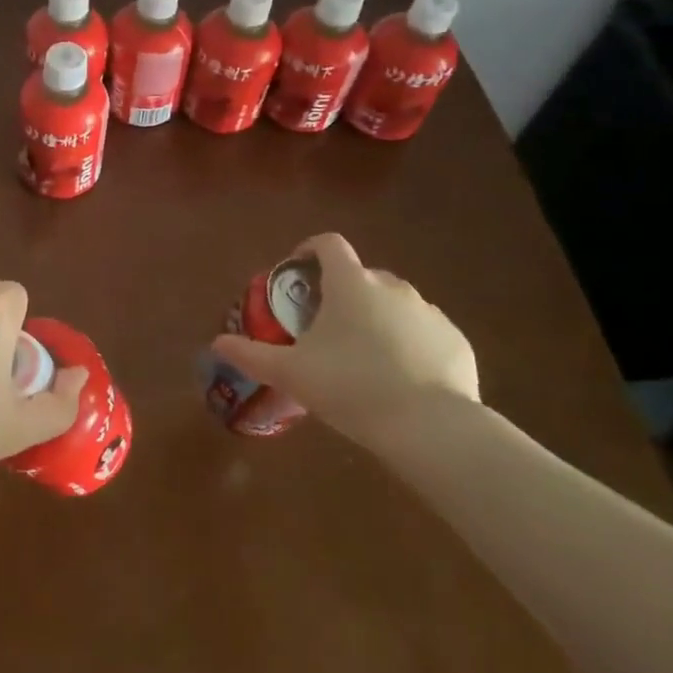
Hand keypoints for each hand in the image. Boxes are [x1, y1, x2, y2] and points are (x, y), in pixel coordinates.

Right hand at [213, 233, 477, 439]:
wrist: (431, 428)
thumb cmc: (351, 387)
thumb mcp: (291, 373)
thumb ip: (251, 354)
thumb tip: (217, 343)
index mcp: (351, 284)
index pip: (329, 244)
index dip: (310, 250)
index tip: (298, 272)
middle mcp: (392, 287)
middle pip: (362, 276)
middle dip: (343, 293)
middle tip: (326, 328)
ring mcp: (429, 313)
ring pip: (395, 304)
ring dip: (377, 318)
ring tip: (365, 357)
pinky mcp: (456, 341)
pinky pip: (425, 332)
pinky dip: (410, 344)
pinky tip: (402, 378)